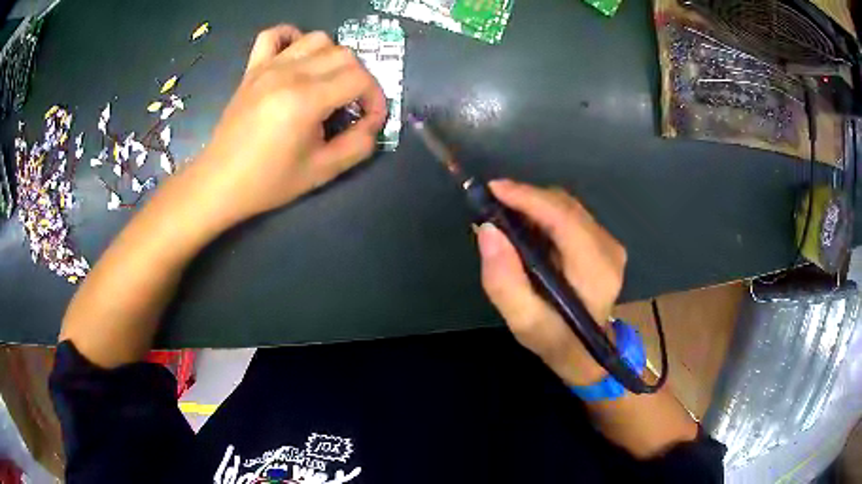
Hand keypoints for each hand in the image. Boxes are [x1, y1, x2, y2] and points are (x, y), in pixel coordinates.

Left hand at [187, 25, 386, 227]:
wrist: (220, 183)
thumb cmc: (268, 182)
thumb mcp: (322, 172)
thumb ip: (358, 145)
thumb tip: (372, 123)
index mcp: (306, 100)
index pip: (360, 79)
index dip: (375, 98)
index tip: (369, 120)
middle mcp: (289, 74)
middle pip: (344, 54)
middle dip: (360, 79)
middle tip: (351, 105)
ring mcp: (268, 67)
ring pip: (317, 39)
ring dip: (333, 58)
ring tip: (327, 83)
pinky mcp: (252, 68)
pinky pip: (274, 35)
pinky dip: (292, 38)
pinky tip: (296, 58)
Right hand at [476, 180, 626, 385]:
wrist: (586, 352)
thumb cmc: (555, 340)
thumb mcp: (523, 321)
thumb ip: (504, 281)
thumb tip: (488, 230)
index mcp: (596, 271)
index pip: (564, 218)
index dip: (528, 198)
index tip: (493, 189)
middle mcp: (609, 249)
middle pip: (565, 206)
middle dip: (526, 199)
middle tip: (490, 206)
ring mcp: (610, 243)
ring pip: (567, 206)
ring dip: (533, 205)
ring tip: (503, 216)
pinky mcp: (604, 241)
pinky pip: (570, 214)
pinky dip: (544, 213)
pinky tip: (524, 226)